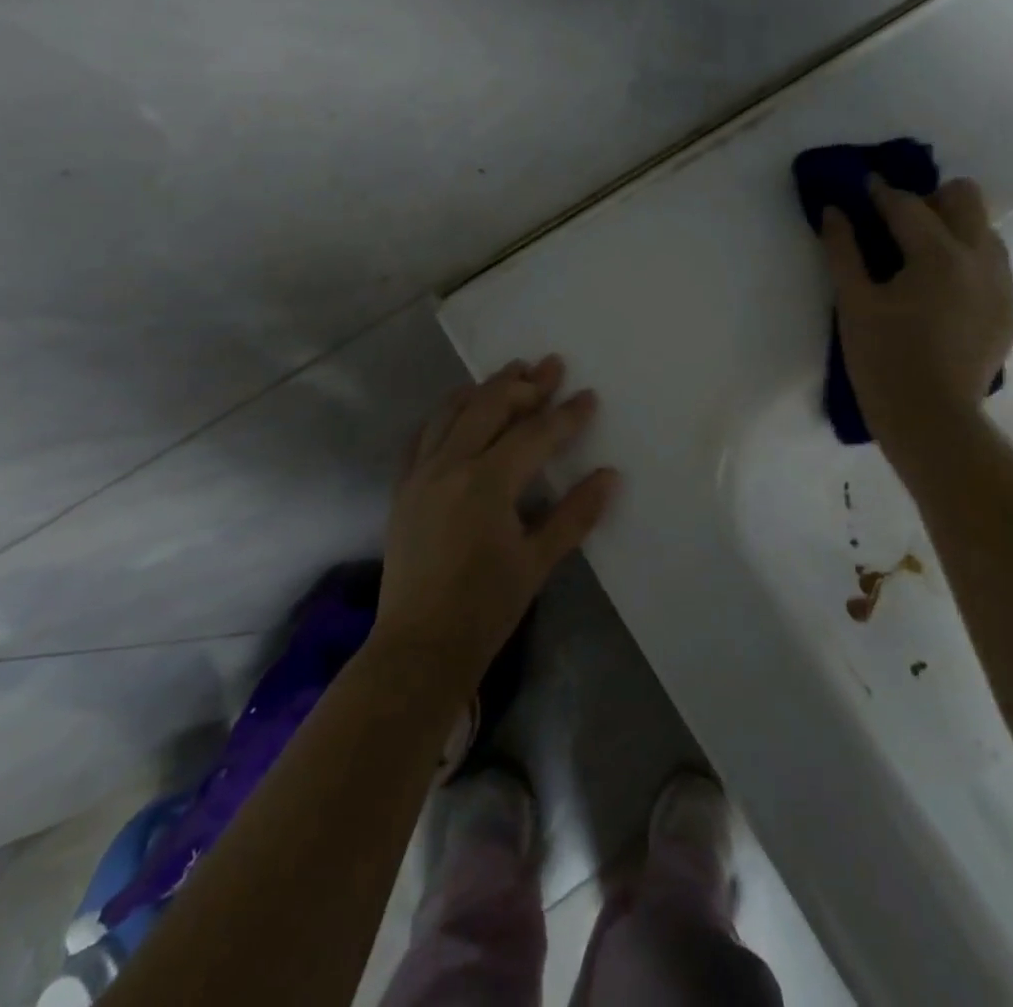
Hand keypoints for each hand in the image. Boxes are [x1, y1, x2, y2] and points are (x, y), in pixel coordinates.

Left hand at [373, 356, 616, 688]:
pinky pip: (423, 435)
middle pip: (490, 407)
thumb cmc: (485, 608)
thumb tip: (610, 476)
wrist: (418, 648)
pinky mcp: (403, 487)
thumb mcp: (537, 562)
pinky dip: (445, 413)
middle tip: (550, 364)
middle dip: (524, 384)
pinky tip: (459, 408)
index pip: (534, 435)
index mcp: (486, 483)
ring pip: (452, 412)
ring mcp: (420, 473)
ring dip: (484, 389)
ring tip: (509, 372)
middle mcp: (450, 466)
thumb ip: (575, 515)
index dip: (565, 415)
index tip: (588, 395)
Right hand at [822, 176, 1012, 432]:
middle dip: (929, 200)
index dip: (880, 193)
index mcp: (939, 255)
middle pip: (965, 197)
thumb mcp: (854, 304)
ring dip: (952, 229)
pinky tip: (940, 293)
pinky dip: (965, 262)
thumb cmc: (883, 361)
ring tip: (919, 259)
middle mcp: (981, 258)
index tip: (862, 187)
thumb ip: (843, 251)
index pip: (908, 205)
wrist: (932, 421)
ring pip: (984, 229)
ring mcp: (1002, 284)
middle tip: (896, 225)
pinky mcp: (1010, 309)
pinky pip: (992, 264)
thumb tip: (834, 211)